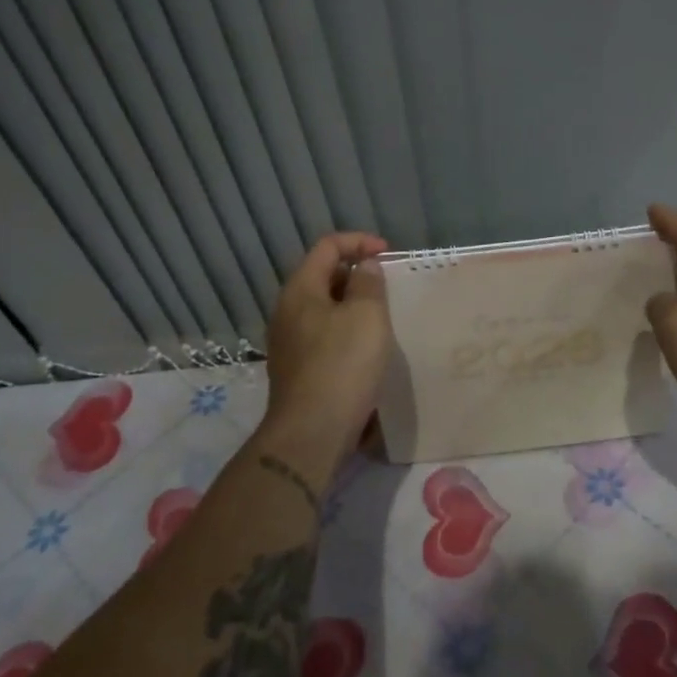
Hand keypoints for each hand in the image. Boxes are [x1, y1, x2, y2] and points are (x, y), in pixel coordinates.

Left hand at [263, 232, 391, 454]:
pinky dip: (346, 330)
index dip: (359, 242)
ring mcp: (288, 342)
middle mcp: (287, 310)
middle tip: (388, 285)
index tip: (388, 254)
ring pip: (324, 308)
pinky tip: (367, 348)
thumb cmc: (342, 365)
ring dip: (353, 304)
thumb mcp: (367, 315)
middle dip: (356, 273)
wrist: (311, 434)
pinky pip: (324, 334)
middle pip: (322, 275)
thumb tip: (364, 267)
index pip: (327, 246)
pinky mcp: (297, 369)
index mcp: (300, 289)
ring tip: (383, 315)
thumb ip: (368, 283)